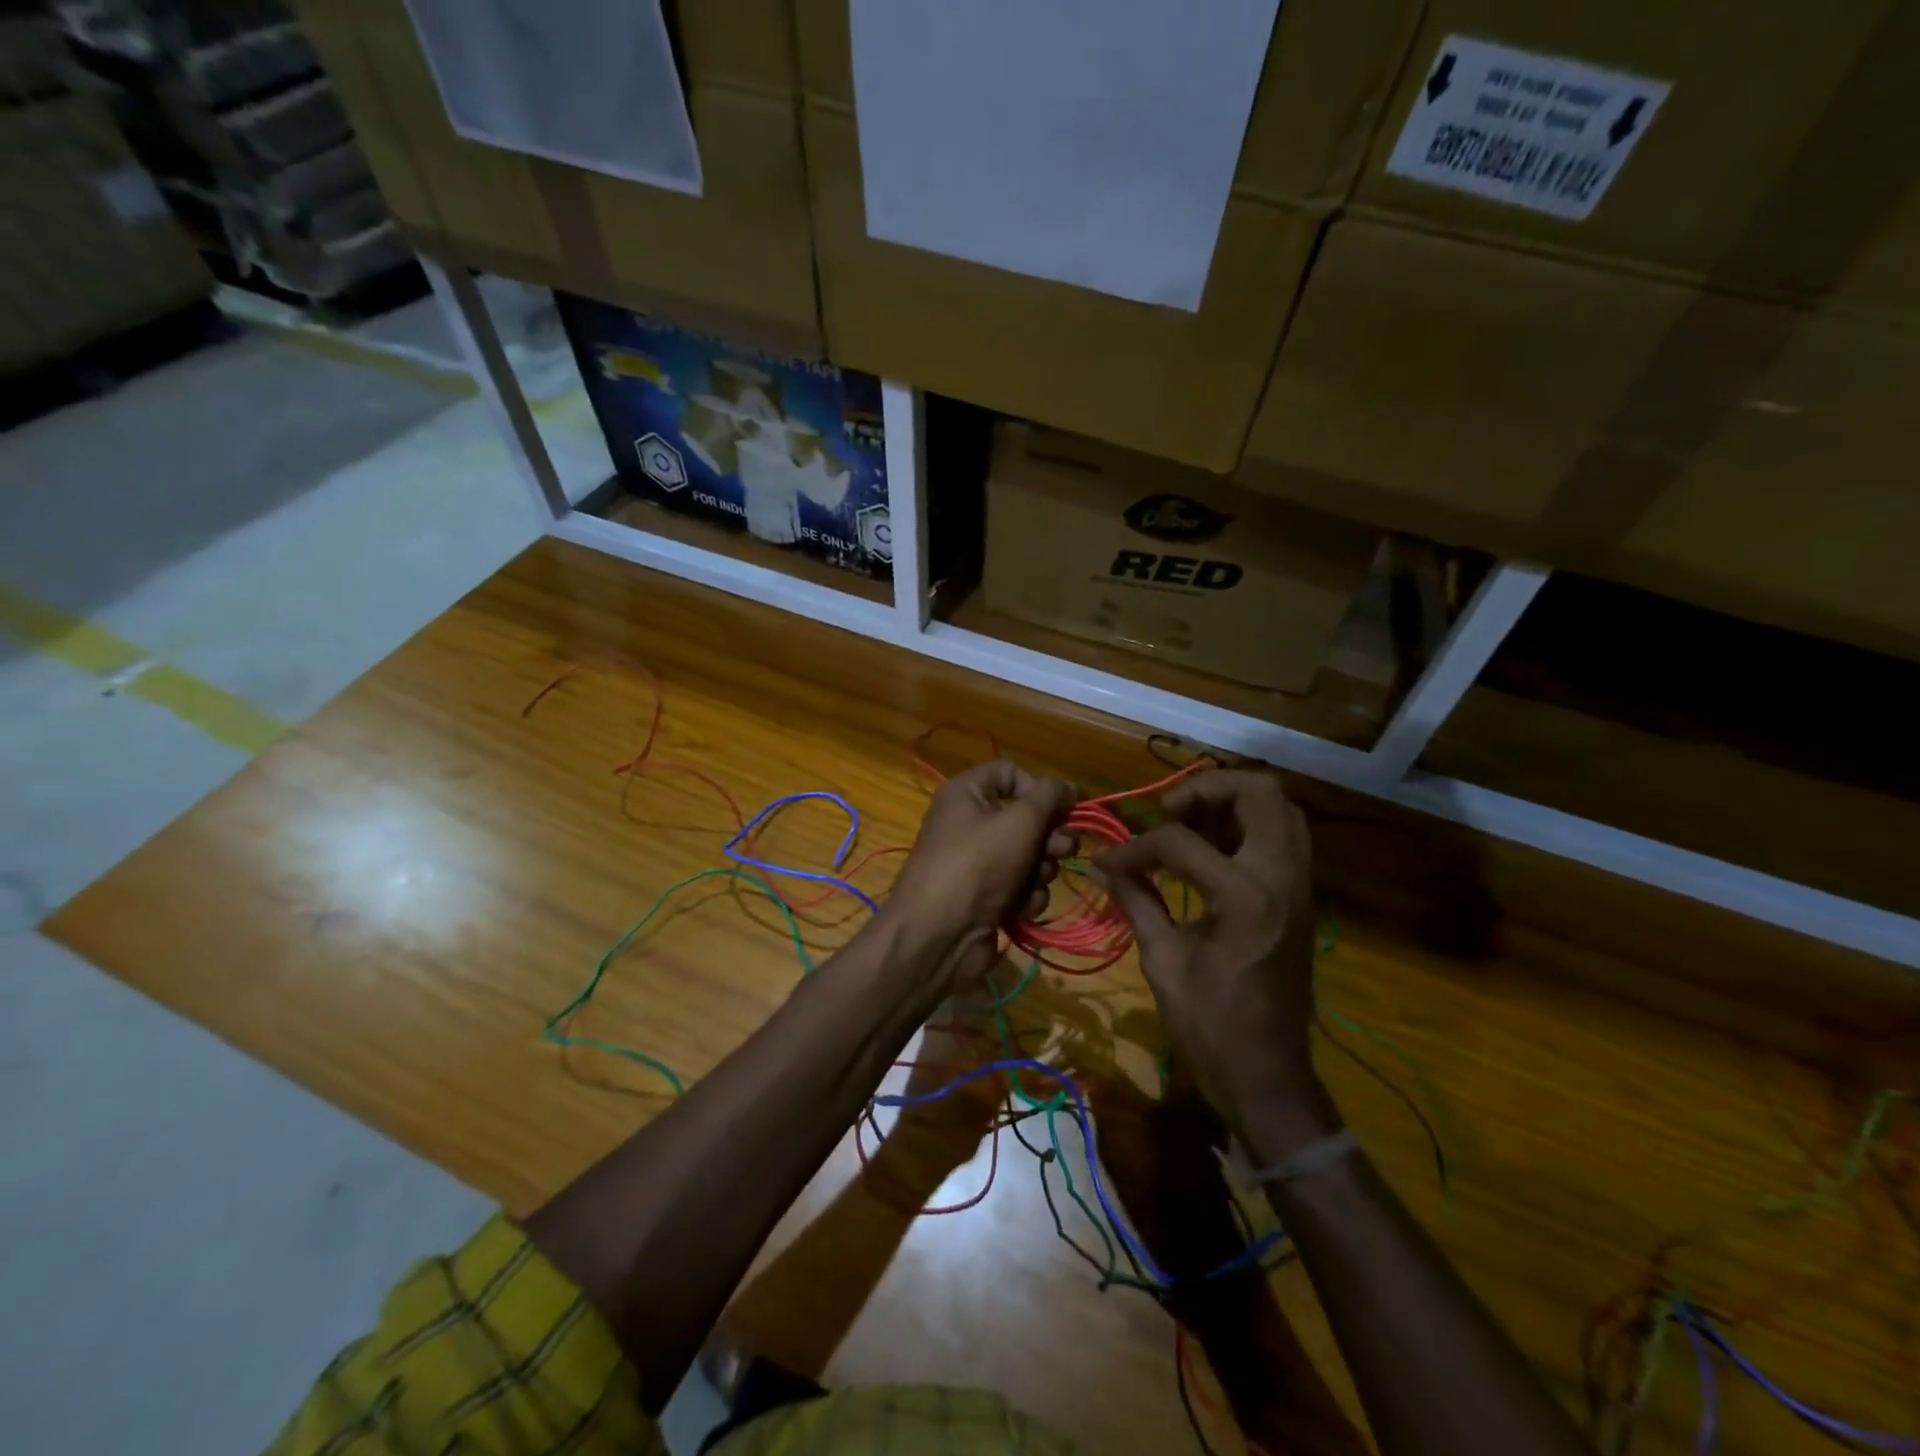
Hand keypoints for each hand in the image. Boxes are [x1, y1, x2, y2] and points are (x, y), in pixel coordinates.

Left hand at [884, 759, 1075, 988]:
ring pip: (1029, 855)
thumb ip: (1049, 797)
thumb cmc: (978, 865)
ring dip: (1040, 870)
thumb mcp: (1019, 821)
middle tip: (1062, 850)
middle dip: (1049, 836)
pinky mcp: (986, 896)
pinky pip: (1020, 886)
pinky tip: (1021, 909)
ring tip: (1032, 884)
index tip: (1067, 808)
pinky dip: (1026, 896)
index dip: (1040, 788)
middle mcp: (970, 822)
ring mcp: (978, 862)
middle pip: (1026, 817)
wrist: (939, 936)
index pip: (1012, 773)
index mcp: (967, 793)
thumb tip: (1068, 787)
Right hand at [1093, 771, 1327, 1146]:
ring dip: (1234, 802)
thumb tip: (1103, 865)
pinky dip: (1250, 826)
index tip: (1109, 861)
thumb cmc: (1210, 1027)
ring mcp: (1300, 887)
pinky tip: (1213, 849)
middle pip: (1260, 793)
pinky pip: (1285, 837)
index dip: (1137, 847)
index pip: (1182, 842)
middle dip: (1208, 789)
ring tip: (1192, 823)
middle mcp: (1282, 879)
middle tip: (1170, 811)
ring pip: (1281, 809)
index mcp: (1244, 898)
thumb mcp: (1163, 961)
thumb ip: (1136, 900)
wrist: (1268, 1076)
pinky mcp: (1301, 898)